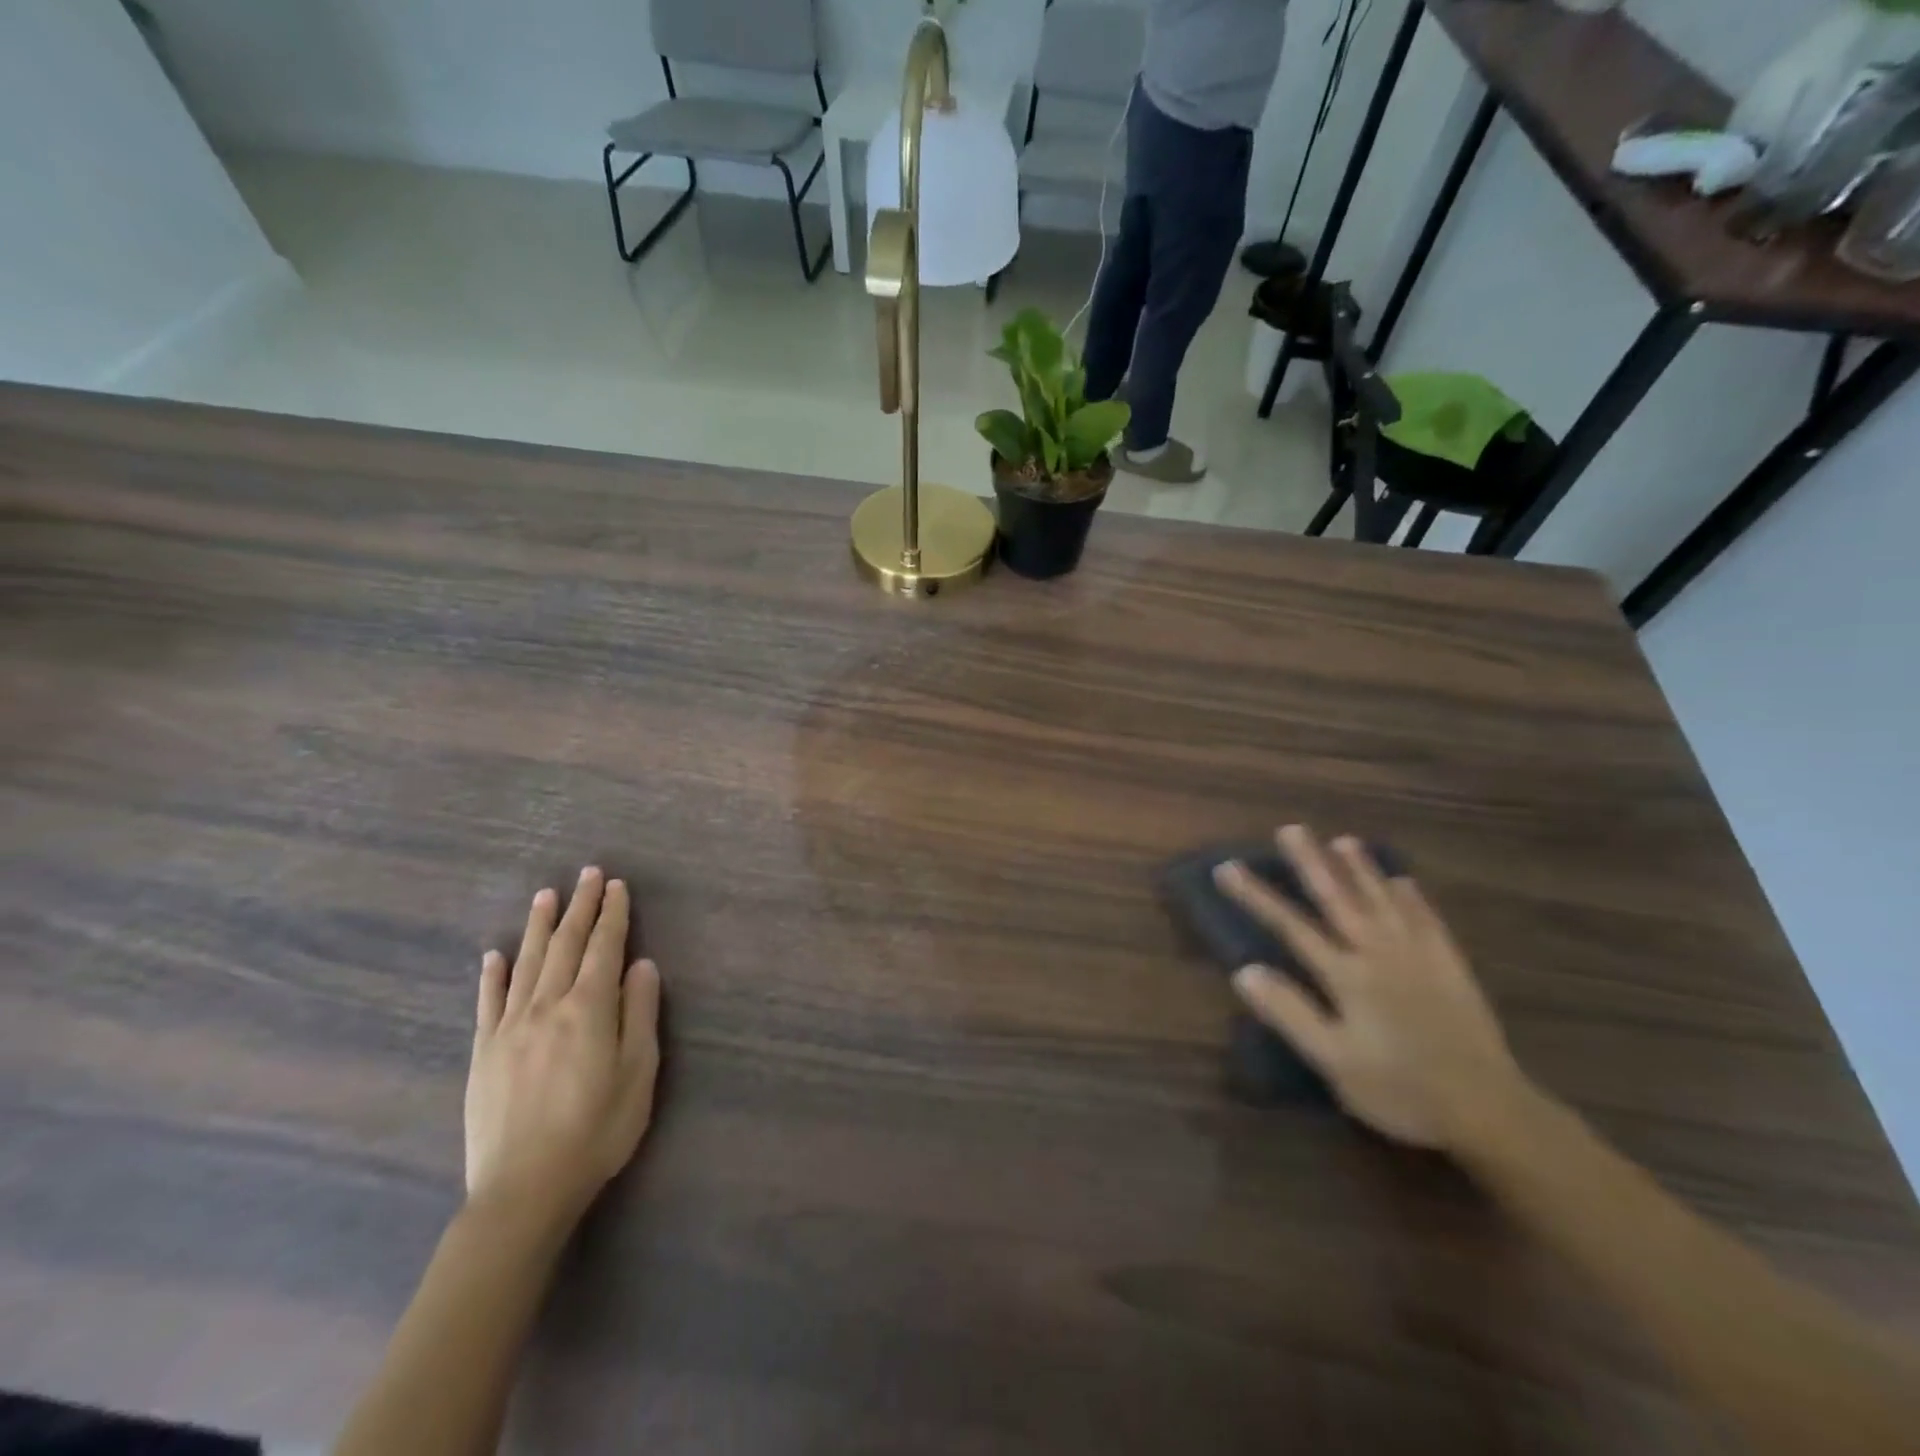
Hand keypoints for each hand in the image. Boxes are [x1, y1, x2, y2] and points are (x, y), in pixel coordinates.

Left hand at [465, 867, 661, 1227]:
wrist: (524, 1189)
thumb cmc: (597, 1129)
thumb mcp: (638, 1072)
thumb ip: (639, 1013)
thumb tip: (642, 964)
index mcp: (589, 1009)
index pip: (604, 948)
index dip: (613, 914)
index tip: (617, 885)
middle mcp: (547, 1006)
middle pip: (565, 945)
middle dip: (580, 907)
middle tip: (588, 874)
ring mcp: (509, 1028)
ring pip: (526, 963)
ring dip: (538, 926)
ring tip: (547, 895)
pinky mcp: (483, 1053)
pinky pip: (487, 1002)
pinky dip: (492, 974)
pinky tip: (494, 954)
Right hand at [1215, 826, 1525, 1151]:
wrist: (1490, 1110)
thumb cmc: (1401, 1090)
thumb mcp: (1334, 1061)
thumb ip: (1290, 1013)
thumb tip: (1244, 971)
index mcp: (1347, 975)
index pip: (1291, 926)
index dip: (1257, 896)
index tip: (1227, 868)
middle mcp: (1379, 953)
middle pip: (1339, 899)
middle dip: (1311, 863)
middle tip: (1291, 829)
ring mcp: (1419, 956)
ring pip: (1383, 900)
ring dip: (1361, 869)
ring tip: (1343, 840)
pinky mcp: (1450, 968)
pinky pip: (1427, 920)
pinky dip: (1412, 898)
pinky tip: (1403, 882)